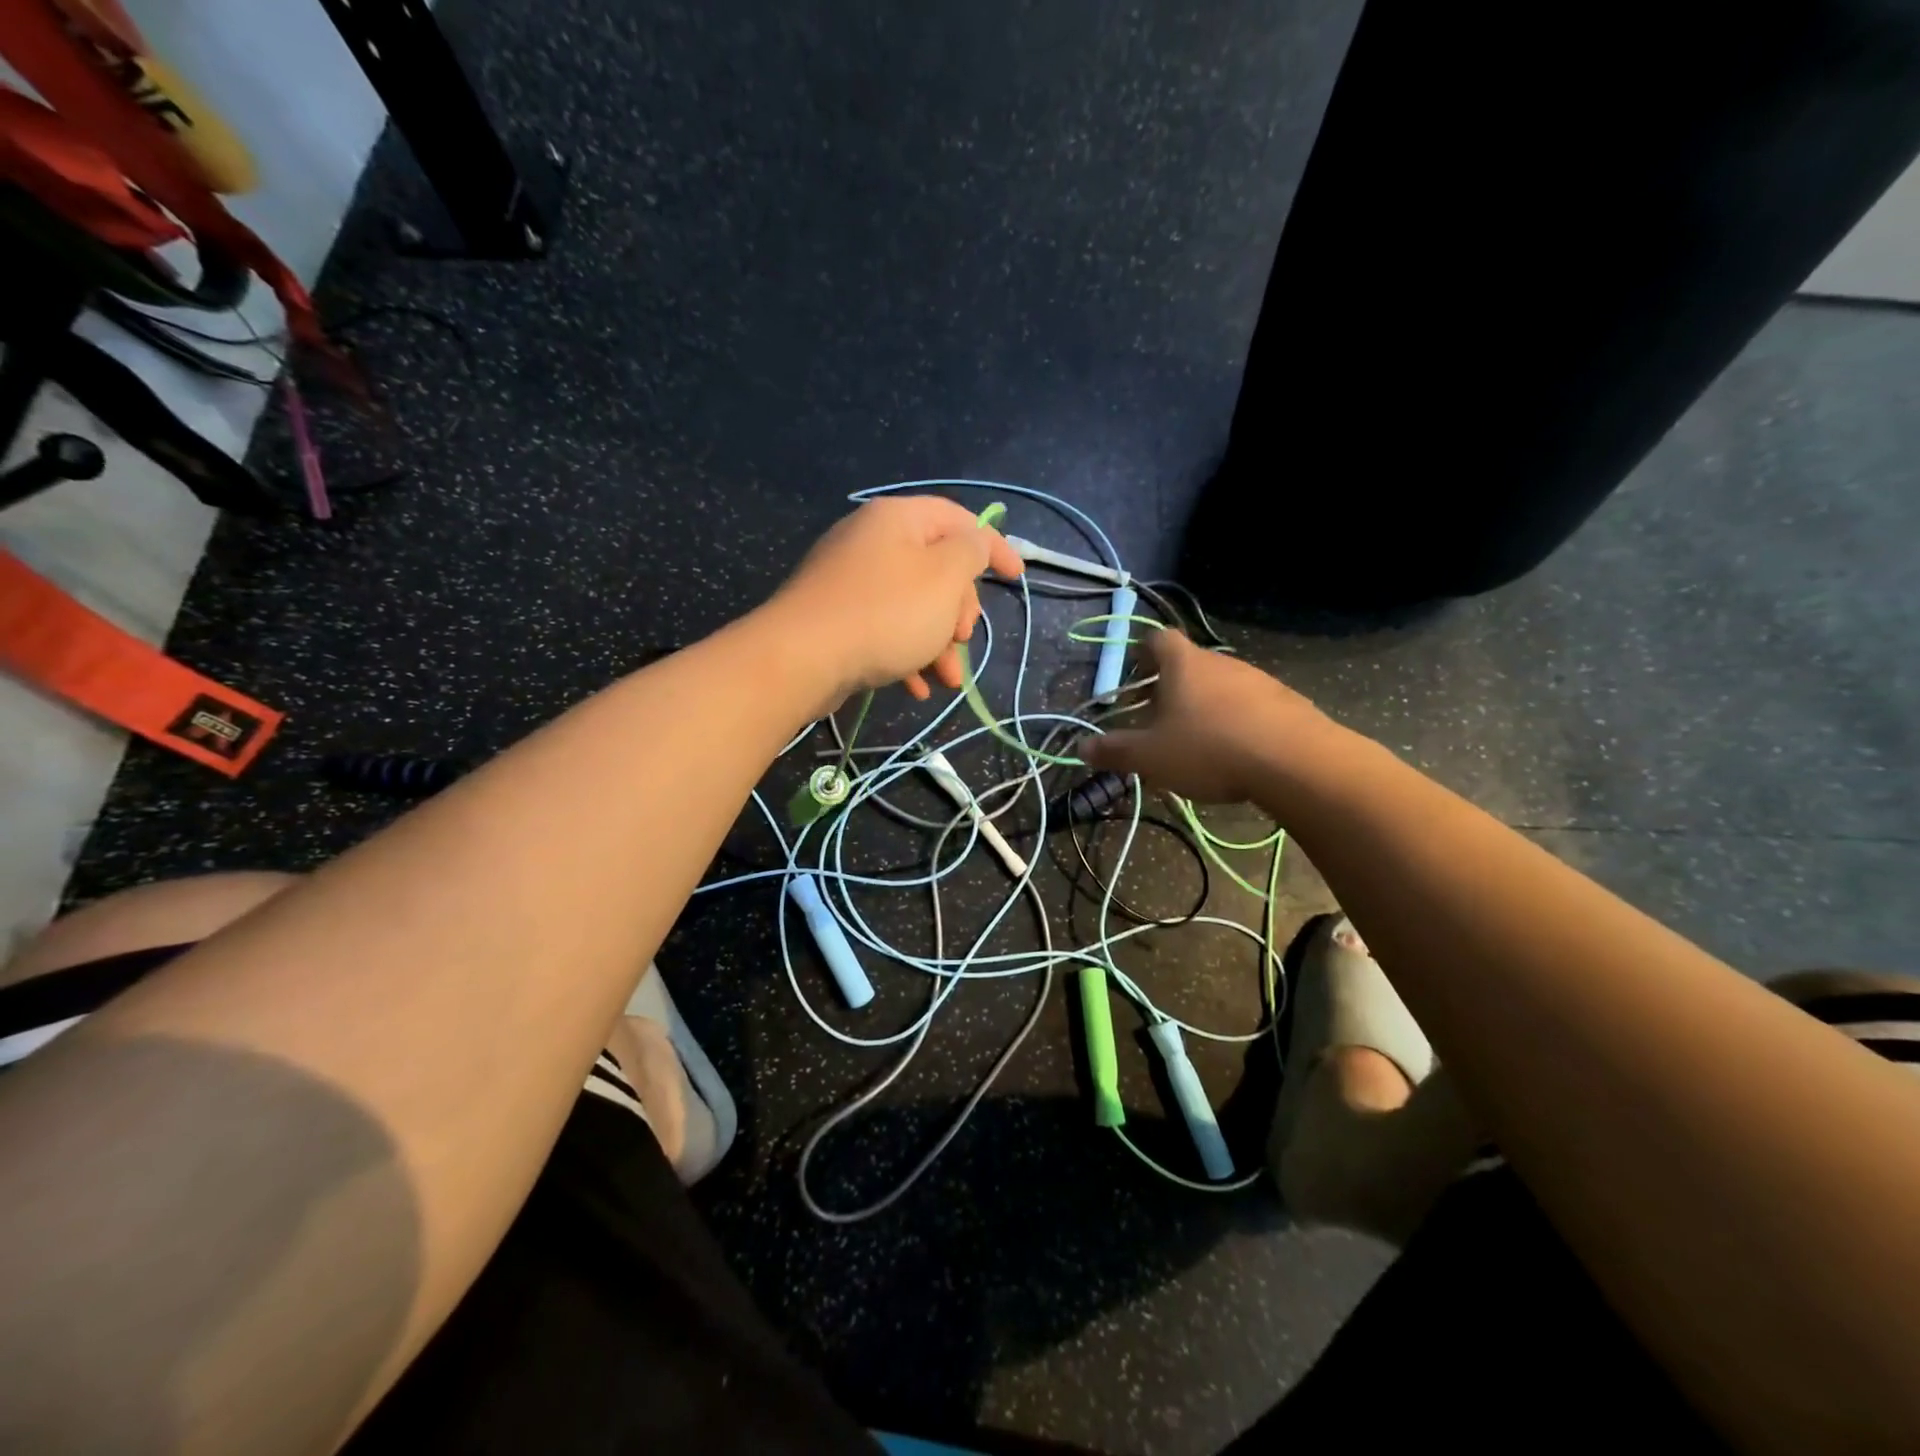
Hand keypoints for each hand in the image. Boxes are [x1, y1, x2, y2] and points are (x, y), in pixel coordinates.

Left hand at [768, 496, 1023, 703]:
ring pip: (913, 606)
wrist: (801, 659)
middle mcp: (872, 541)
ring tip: (948, 679)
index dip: (995, 546)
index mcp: (898, 519)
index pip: (959, 520)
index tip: (1017, 578)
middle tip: (963, 637)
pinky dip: (906, 654)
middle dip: (959, 610)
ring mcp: (850, 581)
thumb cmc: (885, 613)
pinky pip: (884, 628)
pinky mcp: (836, 617)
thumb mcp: (944, 577)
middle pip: (936, 568)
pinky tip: (917, 687)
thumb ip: (971, 552)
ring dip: (938, 643)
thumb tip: (975, 543)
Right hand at [1081, 630, 1333, 802]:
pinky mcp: (1286, 701)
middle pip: (1190, 664)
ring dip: (1205, 706)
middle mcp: (1220, 662)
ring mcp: (1258, 679)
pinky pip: (1251, 704)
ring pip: (1221, 685)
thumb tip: (1082, 747)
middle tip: (1159, 719)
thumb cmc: (1209, 749)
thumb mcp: (1151, 756)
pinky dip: (1237, 721)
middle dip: (1171, 688)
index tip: (1136, 675)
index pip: (1159, 639)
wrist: (1295, 761)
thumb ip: (1115, 751)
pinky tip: (1236, 752)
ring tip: (1197, 742)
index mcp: (1184, 665)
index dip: (1143, 652)